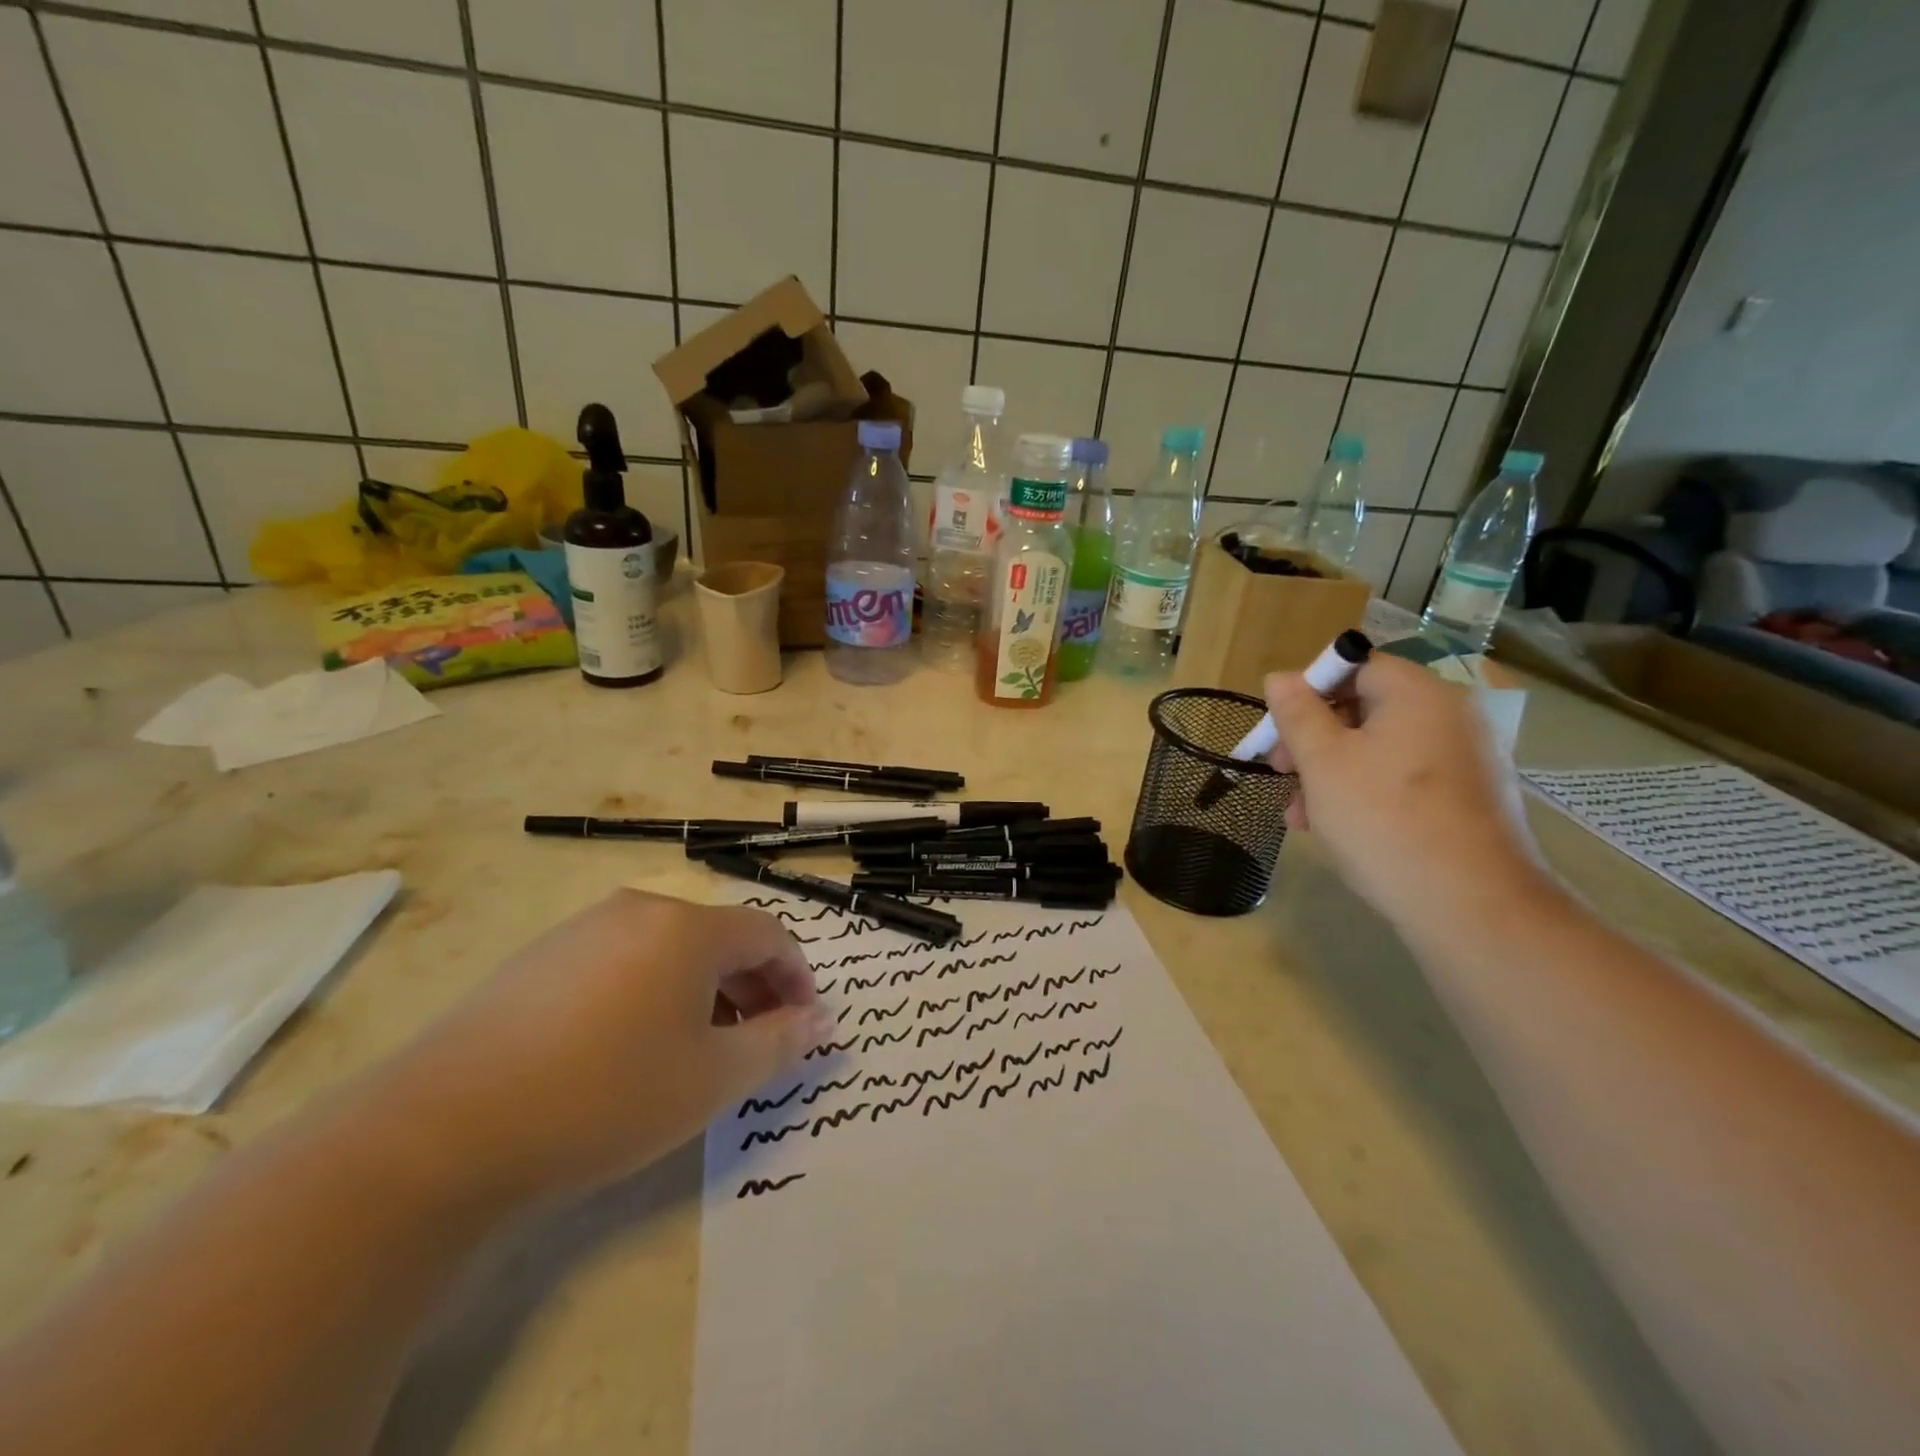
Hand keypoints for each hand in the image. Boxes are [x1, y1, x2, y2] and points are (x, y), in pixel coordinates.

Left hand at [379, 891, 833, 1204]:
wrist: (442, 1133)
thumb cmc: (605, 1097)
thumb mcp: (712, 1079)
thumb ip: (779, 1044)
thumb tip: (820, 1022)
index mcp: (687, 927)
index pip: (768, 934)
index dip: (797, 977)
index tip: (803, 1024)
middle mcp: (639, 910)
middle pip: (718, 938)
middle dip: (751, 987)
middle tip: (758, 1042)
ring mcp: (582, 930)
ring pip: (668, 950)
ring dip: (702, 991)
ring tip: (695, 1050)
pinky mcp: (538, 959)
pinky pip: (620, 962)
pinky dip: (650, 993)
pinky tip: (626, 1049)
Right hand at [1263, 655, 1543, 935]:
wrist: (1471, 906)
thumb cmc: (1384, 819)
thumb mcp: (1322, 762)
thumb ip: (1297, 713)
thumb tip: (1281, 677)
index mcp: (1418, 694)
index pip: (1355, 666)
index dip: (1309, 691)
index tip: (1279, 729)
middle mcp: (1451, 716)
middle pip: (1365, 708)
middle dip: (1313, 739)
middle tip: (1280, 772)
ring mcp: (1466, 759)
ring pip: (1380, 749)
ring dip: (1331, 772)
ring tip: (1301, 816)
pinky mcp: (1469, 799)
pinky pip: (1405, 778)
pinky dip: (1367, 791)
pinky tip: (1338, 828)